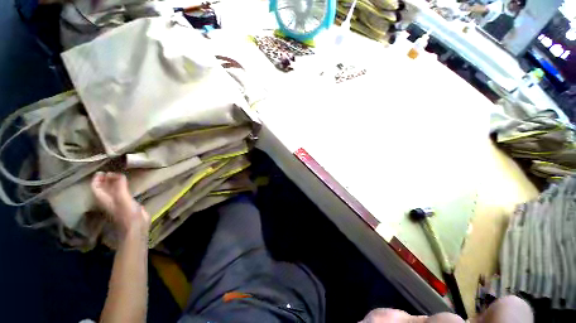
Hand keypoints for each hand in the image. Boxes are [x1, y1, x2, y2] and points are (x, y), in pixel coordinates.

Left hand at [91, 172, 149, 236]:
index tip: (102, 171)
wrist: (136, 226)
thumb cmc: (126, 213)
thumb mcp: (122, 198)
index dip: (97, 179)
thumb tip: (118, 174)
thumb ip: (119, 186)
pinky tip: (127, 186)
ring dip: (113, 184)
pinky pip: (121, 194)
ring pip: (111, 191)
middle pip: (103, 189)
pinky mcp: (126, 205)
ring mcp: (117, 203)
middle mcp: (108, 200)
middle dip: (105, 180)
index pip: (95, 187)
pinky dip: (122, 188)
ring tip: (119, 176)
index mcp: (104, 199)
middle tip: (112, 172)